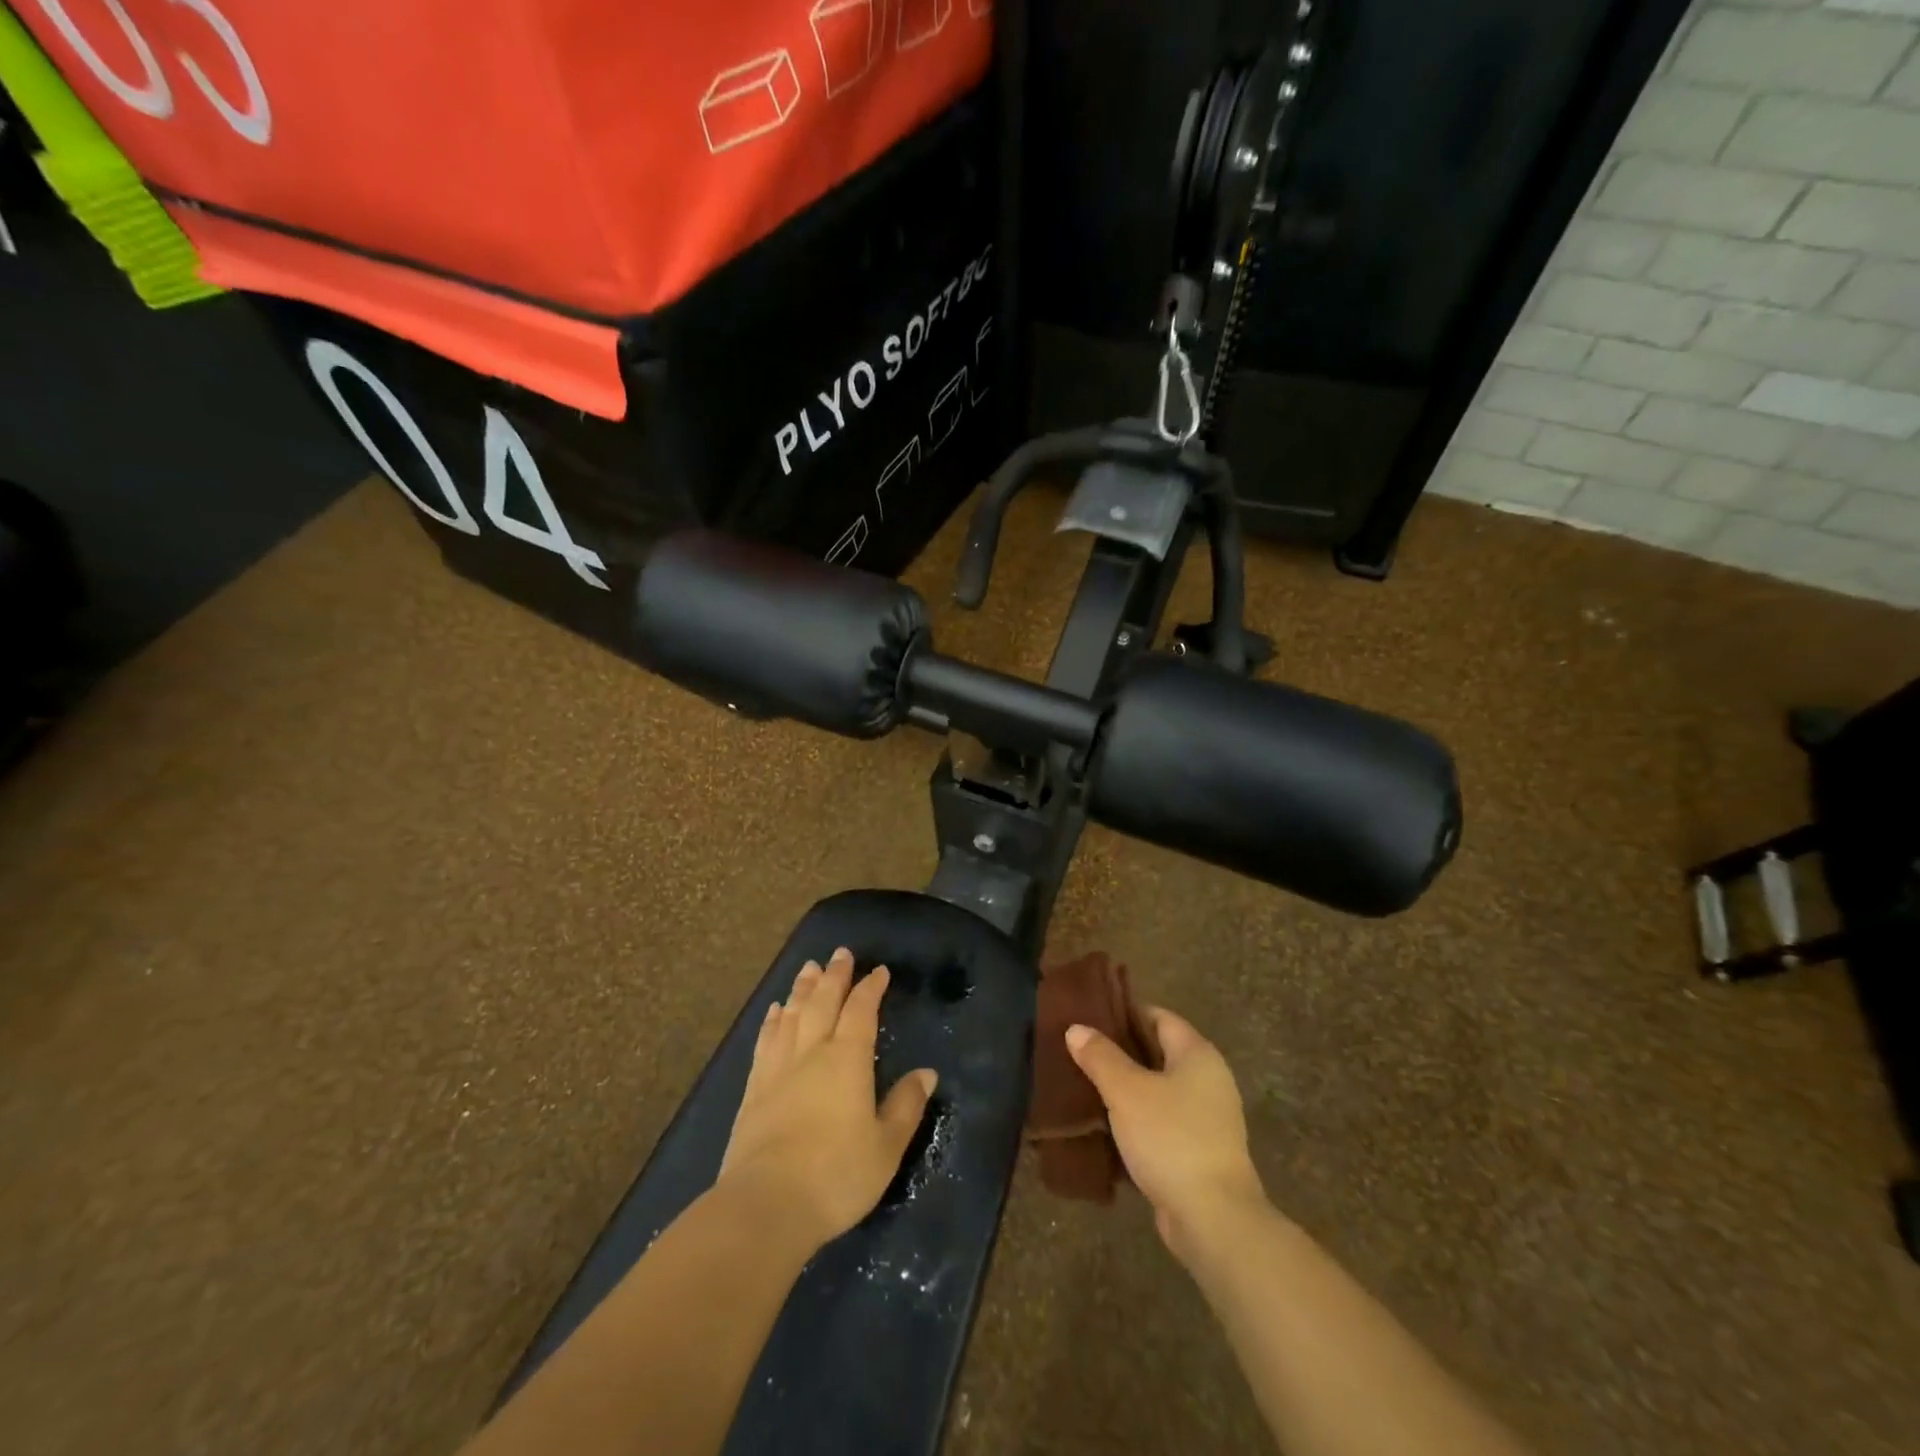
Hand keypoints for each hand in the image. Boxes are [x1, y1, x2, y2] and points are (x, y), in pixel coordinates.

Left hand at [718, 948, 937, 1251]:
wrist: (765, 1205)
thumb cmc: (836, 1176)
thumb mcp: (886, 1147)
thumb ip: (906, 1106)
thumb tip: (927, 1073)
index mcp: (848, 1060)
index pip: (861, 1010)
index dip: (871, 988)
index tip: (879, 971)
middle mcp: (812, 1052)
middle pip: (823, 1002)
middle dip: (835, 975)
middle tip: (840, 952)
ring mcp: (778, 1069)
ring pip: (792, 1015)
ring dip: (802, 988)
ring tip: (809, 968)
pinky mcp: (753, 1089)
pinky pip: (765, 1041)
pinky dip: (772, 1021)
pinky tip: (774, 1011)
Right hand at [1066, 1007, 1267, 1261]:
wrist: (1213, 1219)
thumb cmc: (1171, 1139)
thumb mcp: (1127, 1091)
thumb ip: (1100, 1057)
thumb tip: (1076, 1029)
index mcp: (1197, 1054)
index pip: (1158, 1017)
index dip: (1124, 1013)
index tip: (1089, 1018)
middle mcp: (1208, 1079)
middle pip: (1157, 1052)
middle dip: (1119, 1053)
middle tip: (1079, 1052)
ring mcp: (1207, 1118)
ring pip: (1157, 1090)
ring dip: (1126, 1090)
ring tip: (1085, 1086)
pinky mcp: (1199, 1151)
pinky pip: (1161, 1122)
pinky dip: (1136, 1121)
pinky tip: (1106, 1126)